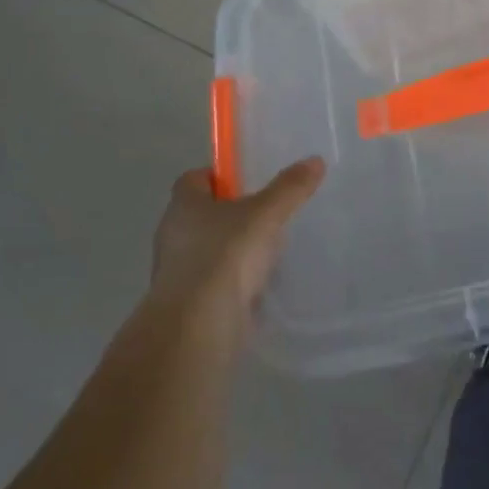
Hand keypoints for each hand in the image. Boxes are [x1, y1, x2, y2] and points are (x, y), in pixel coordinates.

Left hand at [149, 157, 325, 332]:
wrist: (199, 328)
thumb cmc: (226, 256)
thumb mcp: (266, 214)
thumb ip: (290, 188)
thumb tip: (315, 161)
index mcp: (183, 205)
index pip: (195, 179)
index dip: (220, 176)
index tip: (247, 180)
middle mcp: (173, 235)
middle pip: (203, 215)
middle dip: (232, 214)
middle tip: (266, 213)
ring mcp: (178, 274)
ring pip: (209, 251)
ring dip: (234, 251)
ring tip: (269, 251)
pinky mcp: (189, 306)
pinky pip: (215, 284)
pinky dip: (234, 284)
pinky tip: (261, 287)